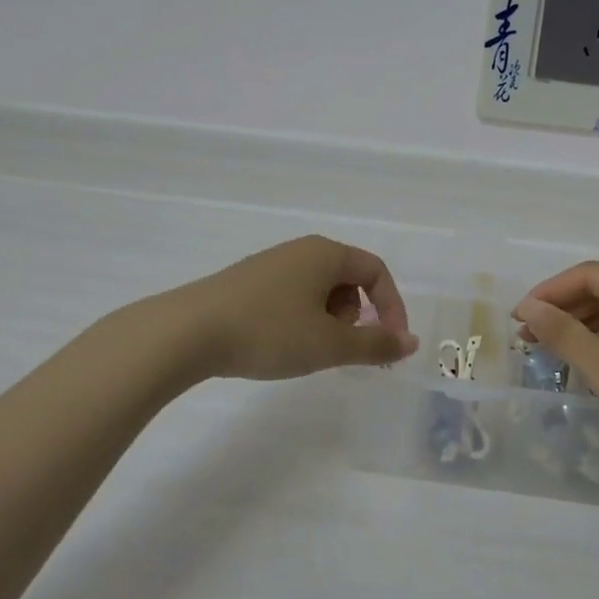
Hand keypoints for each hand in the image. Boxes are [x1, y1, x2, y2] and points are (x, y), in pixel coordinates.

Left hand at [174, 235, 418, 380]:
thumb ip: (375, 344)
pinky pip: (292, 296)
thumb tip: (411, 342)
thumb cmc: (270, 332)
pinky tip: (279, 343)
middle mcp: (300, 250)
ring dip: (328, 321)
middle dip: (356, 316)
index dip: (392, 307)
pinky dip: (301, 320)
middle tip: (339, 347)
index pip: (376, 271)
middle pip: (348, 279)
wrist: (188, 332)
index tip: (389, 344)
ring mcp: (271, 264)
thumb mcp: (330, 344)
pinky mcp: (248, 282)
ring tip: (306, 348)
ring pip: (319, 290)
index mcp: (326, 253)